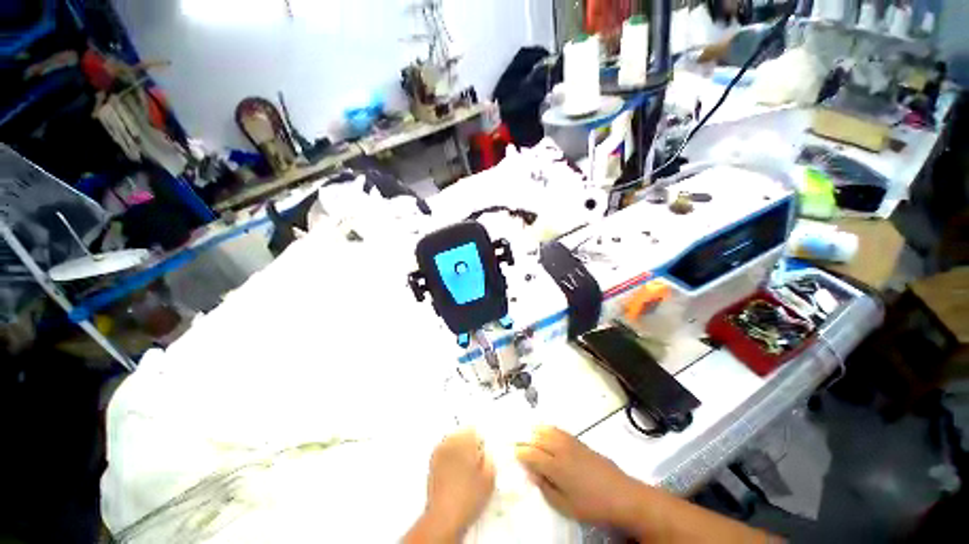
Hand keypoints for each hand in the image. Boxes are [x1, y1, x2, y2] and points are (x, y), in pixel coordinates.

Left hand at [412, 428, 495, 541]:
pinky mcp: (432, 463)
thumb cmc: (469, 497)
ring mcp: (439, 452)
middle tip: (475, 460)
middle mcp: (450, 442)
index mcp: (464, 442)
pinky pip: (443, 451)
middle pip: (462, 432)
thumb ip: (490, 458)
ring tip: (464, 467)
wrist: (445, 516)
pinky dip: (449, 456)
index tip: (482, 452)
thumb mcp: (489, 477)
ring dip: (458, 448)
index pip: (473, 429)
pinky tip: (454, 471)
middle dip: (469, 442)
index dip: (480, 440)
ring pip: (452, 440)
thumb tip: (486, 451)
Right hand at [514, 425, 644, 527]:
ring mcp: (570, 442)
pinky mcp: (578, 440)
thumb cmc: (592, 505)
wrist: (621, 494)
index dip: (519, 451)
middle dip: (524, 438)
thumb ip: (545, 488)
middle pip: (537, 437)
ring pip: (546, 429)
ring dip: (534, 430)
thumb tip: (530, 473)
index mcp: (555, 466)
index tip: (511, 451)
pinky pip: (557, 429)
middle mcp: (560, 449)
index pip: (531, 453)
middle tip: (514, 440)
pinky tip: (544, 431)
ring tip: (526, 433)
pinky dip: (546, 428)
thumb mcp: (565, 506)